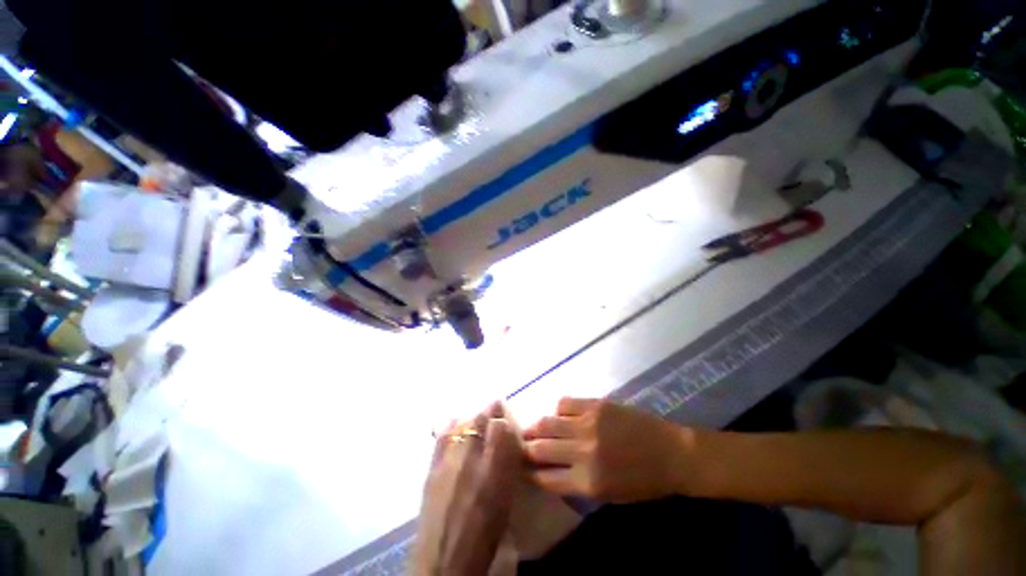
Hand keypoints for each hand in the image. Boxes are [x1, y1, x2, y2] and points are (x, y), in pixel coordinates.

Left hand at [414, 403, 522, 575]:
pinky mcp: (432, 466)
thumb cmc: (485, 533)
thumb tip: (507, 438)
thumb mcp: (506, 496)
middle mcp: (472, 458)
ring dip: (474, 417)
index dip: (505, 418)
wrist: (445, 559)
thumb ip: (507, 462)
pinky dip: (452, 425)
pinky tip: (456, 424)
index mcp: (495, 470)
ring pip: (463, 421)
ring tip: (477, 419)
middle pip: (481, 417)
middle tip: (495, 410)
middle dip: (491, 410)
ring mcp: (449, 459)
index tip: (507, 418)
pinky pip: (444, 434)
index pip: (501, 426)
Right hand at [524, 398, 695, 503]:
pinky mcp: (595, 405)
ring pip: (547, 422)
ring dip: (536, 427)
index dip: (529, 473)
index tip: (520, 468)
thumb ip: (577, 483)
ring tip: (532, 428)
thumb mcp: (609, 494)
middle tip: (520, 446)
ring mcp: (587, 424)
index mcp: (588, 482)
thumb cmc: (643, 482)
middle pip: (541, 448)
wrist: (672, 453)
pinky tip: (560, 414)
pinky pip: (564, 403)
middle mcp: (583, 452)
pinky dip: (557, 409)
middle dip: (526, 448)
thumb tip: (550, 469)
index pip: (545, 477)